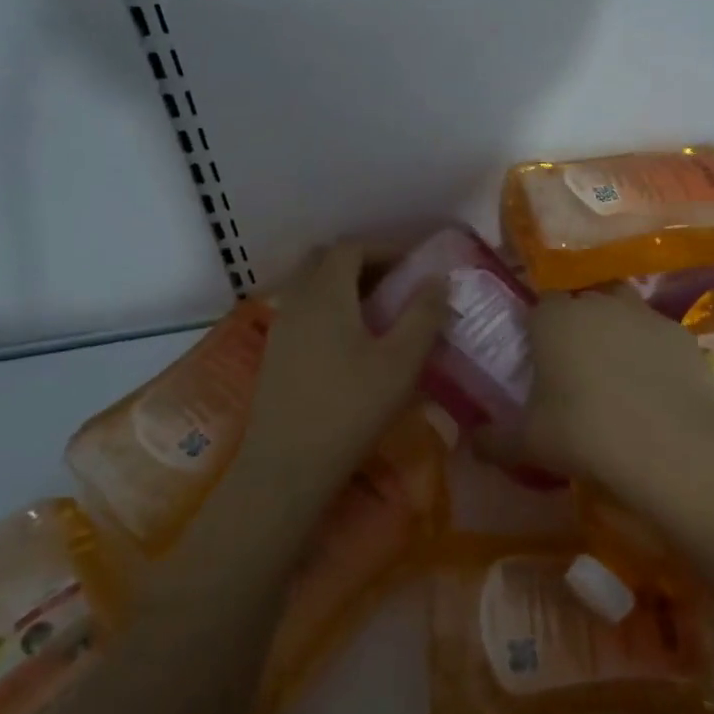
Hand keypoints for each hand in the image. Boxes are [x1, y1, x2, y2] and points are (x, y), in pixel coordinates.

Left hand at [239, 242, 447, 496]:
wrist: (287, 465)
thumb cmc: (351, 408)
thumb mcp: (401, 362)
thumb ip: (423, 315)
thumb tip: (439, 279)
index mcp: (326, 294)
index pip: (350, 248)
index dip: (384, 249)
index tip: (412, 266)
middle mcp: (297, 301)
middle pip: (324, 261)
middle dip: (360, 262)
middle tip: (393, 284)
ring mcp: (280, 328)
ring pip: (310, 286)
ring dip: (342, 286)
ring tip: (376, 314)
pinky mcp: (274, 354)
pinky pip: (302, 312)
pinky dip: (327, 309)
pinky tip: (349, 343)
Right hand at [499, 287, 713, 515]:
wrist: (671, 450)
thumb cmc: (584, 436)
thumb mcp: (527, 445)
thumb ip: (493, 439)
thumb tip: (472, 440)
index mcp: (554, 319)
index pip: (540, 302)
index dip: (539, 324)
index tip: (539, 353)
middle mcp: (598, 303)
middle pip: (582, 300)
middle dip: (577, 322)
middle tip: (575, 362)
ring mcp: (644, 314)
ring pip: (622, 308)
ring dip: (616, 328)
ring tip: (615, 368)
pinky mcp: (681, 334)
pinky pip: (656, 334)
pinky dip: (651, 350)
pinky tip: (653, 385)